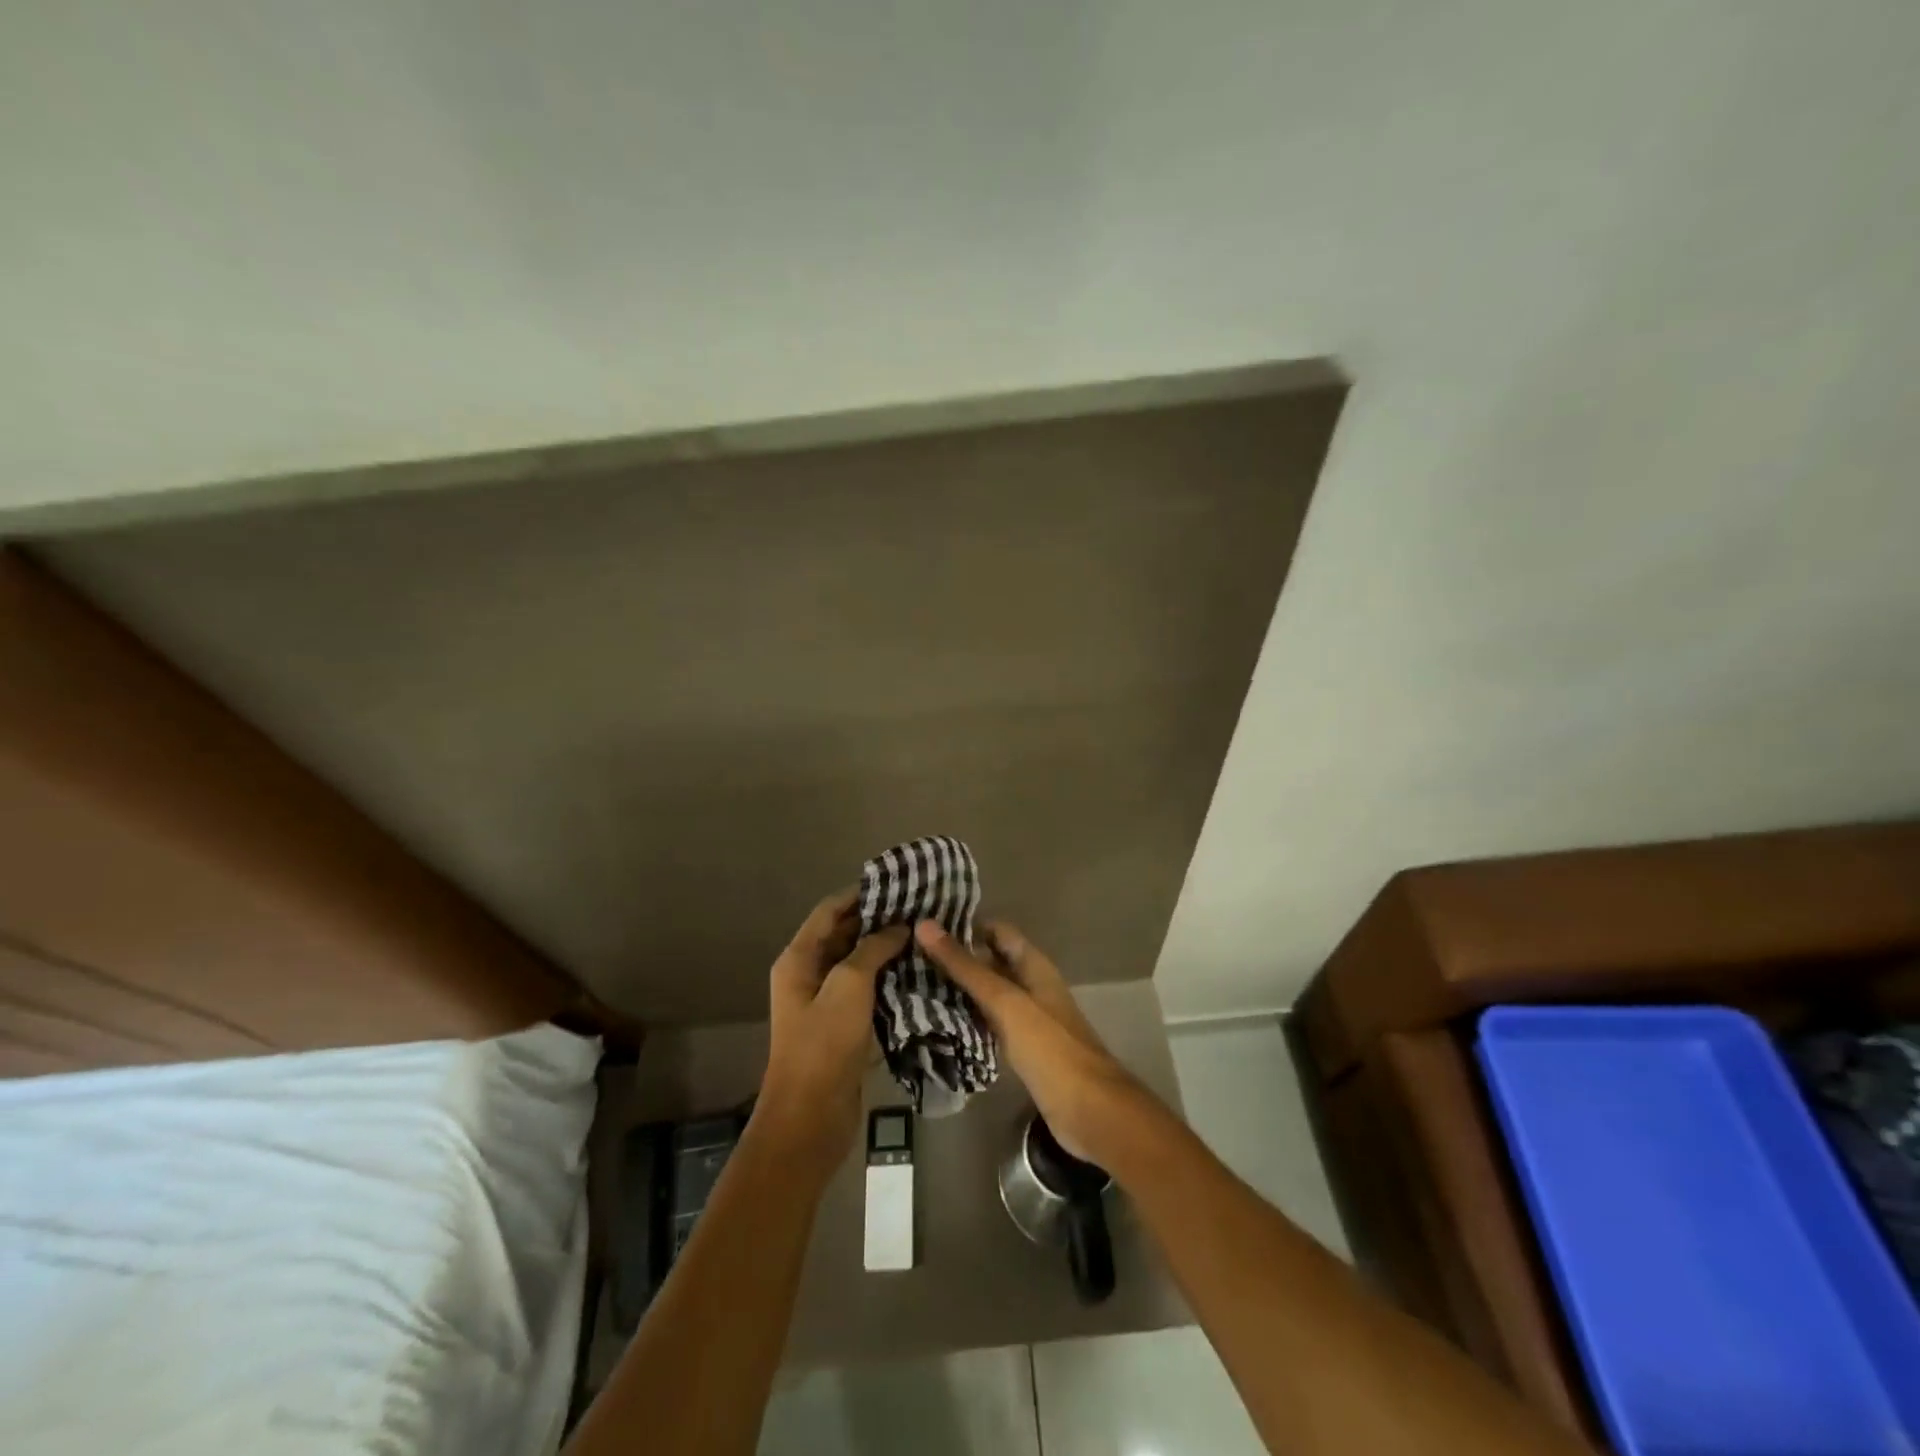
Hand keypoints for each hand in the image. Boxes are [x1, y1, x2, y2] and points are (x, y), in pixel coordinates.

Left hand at [756, 889, 906, 1180]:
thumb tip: (898, 927)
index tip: (899, 884)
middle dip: (879, 921)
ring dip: (887, 951)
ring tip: (925, 937)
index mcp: (799, 959)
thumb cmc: (823, 1045)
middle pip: (845, 935)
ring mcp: (826, 1002)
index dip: (861, 894)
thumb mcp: (848, 987)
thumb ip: (872, 949)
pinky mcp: (843, 1027)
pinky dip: (889, 980)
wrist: (810, 1119)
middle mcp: (809, 975)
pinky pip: (868, 992)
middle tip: (921, 910)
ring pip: (859, 964)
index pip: (830, 910)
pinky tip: (920, 974)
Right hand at [914, 919, 1142, 1165]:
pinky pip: (989, 1024)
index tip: (925, 926)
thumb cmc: (1049, 1047)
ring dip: (958, 990)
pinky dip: (966, 1019)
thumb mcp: (1005, 1001)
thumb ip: (966, 967)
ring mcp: (1027, 1018)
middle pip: (990, 962)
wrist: (1089, 1110)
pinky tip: (936, 1022)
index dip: (965, 925)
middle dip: (956, 958)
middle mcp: (1031, 986)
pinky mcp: (1021, 1049)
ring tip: (913, 984)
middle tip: (908, 956)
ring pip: (987, 994)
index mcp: (1033, 965)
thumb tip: (925, 926)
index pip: (996, 931)